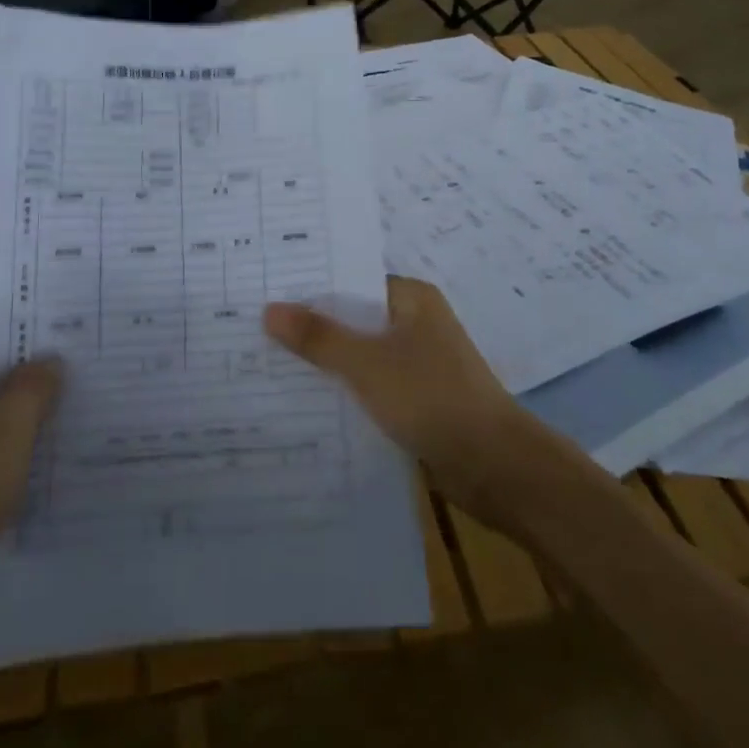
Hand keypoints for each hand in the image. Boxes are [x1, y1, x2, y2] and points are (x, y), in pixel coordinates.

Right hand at [264, 277, 532, 516]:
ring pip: (360, 354)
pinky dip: (345, 391)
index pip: (351, 281)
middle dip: (311, 327)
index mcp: (411, 298)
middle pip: (353, 318)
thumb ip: (318, 337)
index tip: (264, 292)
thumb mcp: (367, 363)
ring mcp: (419, 363)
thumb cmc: (431, 397)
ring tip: (268, 364)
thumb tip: (269, 309)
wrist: (494, 466)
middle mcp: (416, 322)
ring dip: (325, 362)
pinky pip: (371, 386)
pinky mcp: (418, 399)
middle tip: (253, 328)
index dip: (310, 287)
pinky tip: (306, 402)